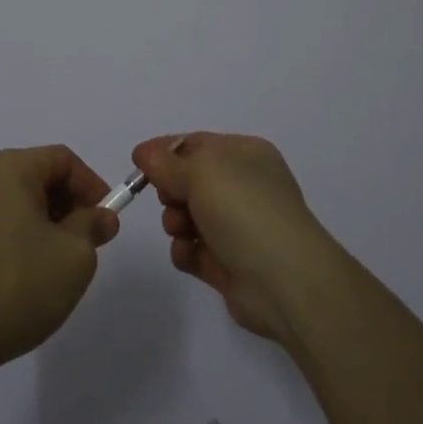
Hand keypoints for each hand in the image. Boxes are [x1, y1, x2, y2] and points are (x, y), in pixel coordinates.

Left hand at [0, 145, 119, 377]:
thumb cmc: (19, 286)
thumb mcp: (75, 256)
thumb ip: (92, 226)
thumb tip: (100, 216)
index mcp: (10, 169)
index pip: (62, 159)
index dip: (91, 184)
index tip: (106, 218)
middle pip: (37, 176)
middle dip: (68, 203)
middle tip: (88, 239)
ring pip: (16, 201)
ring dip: (44, 221)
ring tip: (59, 260)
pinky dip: (18, 235)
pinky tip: (27, 273)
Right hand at [132, 132, 342, 341]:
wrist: (284, 280)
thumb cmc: (244, 209)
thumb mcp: (201, 172)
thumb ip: (167, 163)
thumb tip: (144, 152)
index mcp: (245, 154)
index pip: (197, 144)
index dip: (166, 151)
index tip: (138, 163)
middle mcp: (244, 186)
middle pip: (191, 180)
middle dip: (172, 189)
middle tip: (169, 199)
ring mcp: (239, 226)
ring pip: (190, 216)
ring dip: (176, 221)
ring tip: (180, 230)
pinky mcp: (230, 264)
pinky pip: (195, 250)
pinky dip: (186, 251)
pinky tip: (188, 254)